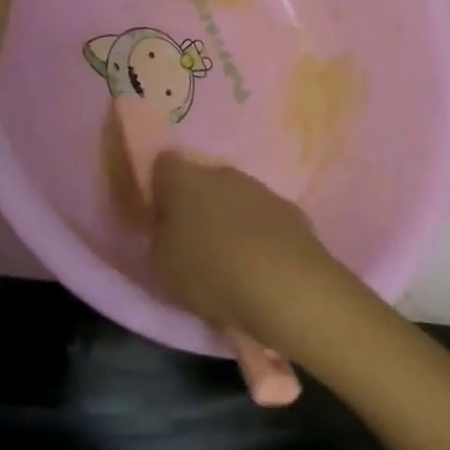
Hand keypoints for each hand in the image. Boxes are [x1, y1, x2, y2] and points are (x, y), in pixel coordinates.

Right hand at [149, 155, 384, 363]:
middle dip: (195, 204)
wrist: (286, 285)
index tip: (159, 218)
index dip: (158, 188)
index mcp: (184, 179)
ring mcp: (260, 189)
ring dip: (229, 218)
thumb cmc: (210, 270)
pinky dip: (259, 234)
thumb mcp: (162, 263)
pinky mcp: (291, 210)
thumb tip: (168, 225)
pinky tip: (260, 263)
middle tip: (191, 242)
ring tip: (228, 258)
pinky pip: (264, 217)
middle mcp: (222, 173)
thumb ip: (160, 236)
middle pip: (201, 180)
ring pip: (235, 197)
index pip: (163, 164)